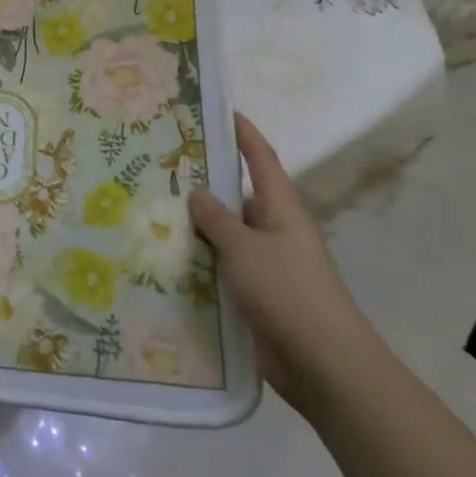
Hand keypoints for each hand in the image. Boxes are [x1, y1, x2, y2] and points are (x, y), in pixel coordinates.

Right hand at [189, 114, 379, 418]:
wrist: (324, 366)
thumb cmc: (288, 292)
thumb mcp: (245, 248)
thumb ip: (217, 219)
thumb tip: (198, 193)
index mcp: (281, 208)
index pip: (260, 158)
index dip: (243, 133)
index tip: (220, 110)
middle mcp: (274, 230)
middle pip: (236, 196)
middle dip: (204, 182)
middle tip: (162, 163)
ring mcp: (265, 264)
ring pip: (225, 234)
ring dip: (196, 226)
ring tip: (151, 208)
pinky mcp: (255, 295)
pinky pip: (222, 267)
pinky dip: (199, 261)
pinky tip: (165, 257)